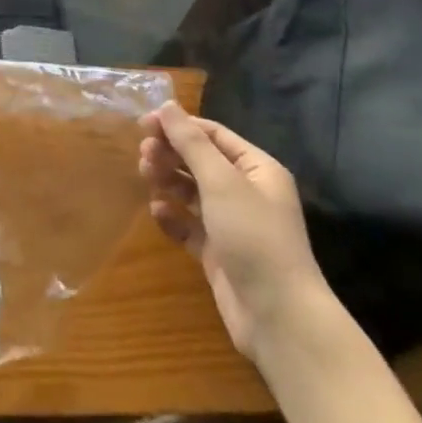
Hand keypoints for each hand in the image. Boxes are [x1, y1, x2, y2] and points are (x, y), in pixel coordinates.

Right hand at [138, 102, 331, 364]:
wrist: (278, 317)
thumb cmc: (253, 236)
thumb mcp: (221, 182)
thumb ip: (191, 143)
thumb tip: (167, 105)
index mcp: (257, 169)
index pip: (213, 135)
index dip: (179, 126)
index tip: (144, 125)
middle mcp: (246, 192)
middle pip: (201, 161)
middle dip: (171, 154)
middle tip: (143, 154)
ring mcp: (232, 224)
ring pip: (193, 192)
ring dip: (168, 181)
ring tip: (145, 176)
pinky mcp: (219, 253)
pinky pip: (190, 226)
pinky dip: (173, 217)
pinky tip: (157, 212)